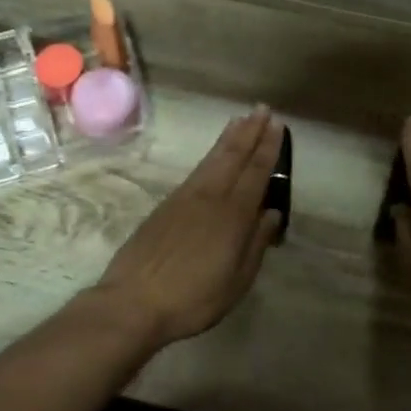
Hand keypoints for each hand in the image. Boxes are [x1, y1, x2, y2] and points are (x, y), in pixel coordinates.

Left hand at [92, 108, 284, 348]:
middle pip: (232, 157)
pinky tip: (212, 157)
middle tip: (262, 109)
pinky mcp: (165, 207)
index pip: (256, 173)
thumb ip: (256, 244)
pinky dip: (209, 156)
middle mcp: (209, 197)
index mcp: (232, 215)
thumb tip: (271, 213)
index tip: (278, 125)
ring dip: (228, 138)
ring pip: (211, 160)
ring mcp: (183, 199)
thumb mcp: (236, 281)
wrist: (133, 301)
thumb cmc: (193, 298)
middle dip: (249, 132)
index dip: (268, 148)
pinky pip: (195, 171)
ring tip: (240, 120)